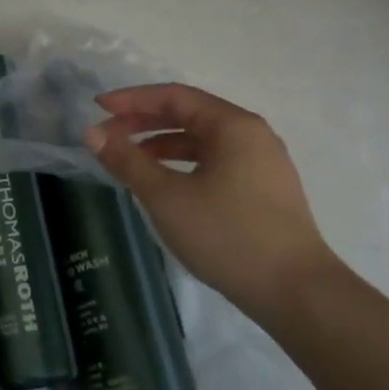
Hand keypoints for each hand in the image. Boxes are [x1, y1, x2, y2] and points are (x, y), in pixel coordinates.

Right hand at [85, 83, 343, 324]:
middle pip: (190, 114)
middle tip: (107, 135)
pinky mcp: (265, 190)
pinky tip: (165, 183)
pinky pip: (216, 162)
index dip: (132, 99)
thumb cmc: (228, 236)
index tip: (97, 109)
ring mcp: (262, 163)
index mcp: (233, 125)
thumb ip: (127, 161)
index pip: (174, 96)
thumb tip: (92, 134)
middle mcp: (252, 135)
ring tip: (129, 160)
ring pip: (203, 140)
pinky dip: (184, 163)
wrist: (296, 292)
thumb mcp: (167, 197)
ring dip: (162, 143)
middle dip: (144, 121)